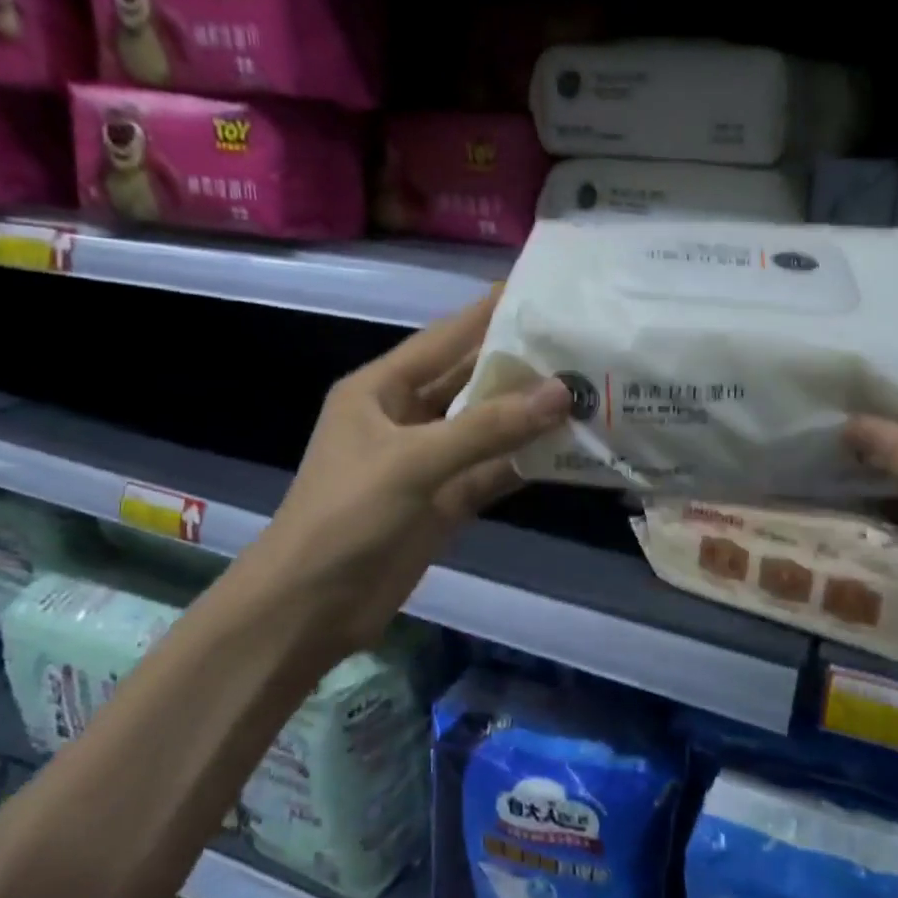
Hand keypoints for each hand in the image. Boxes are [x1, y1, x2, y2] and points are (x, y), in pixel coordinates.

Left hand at [265, 290, 570, 650]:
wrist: (310, 609)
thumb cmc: (345, 518)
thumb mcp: (413, 463)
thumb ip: (488, 428)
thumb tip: (562, 392)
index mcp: (381, 389)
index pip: (445, 338)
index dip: (489, 312)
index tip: (540, 288)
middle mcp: (406, 416)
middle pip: (471, 380)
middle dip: (520, 364)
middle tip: (579, 341)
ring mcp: (429, 461)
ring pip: (488, 426)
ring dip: (530, 414)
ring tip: (587, 388)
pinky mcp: (446, 500)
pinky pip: (493, 469)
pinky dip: (526, 460)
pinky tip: (570, 447)